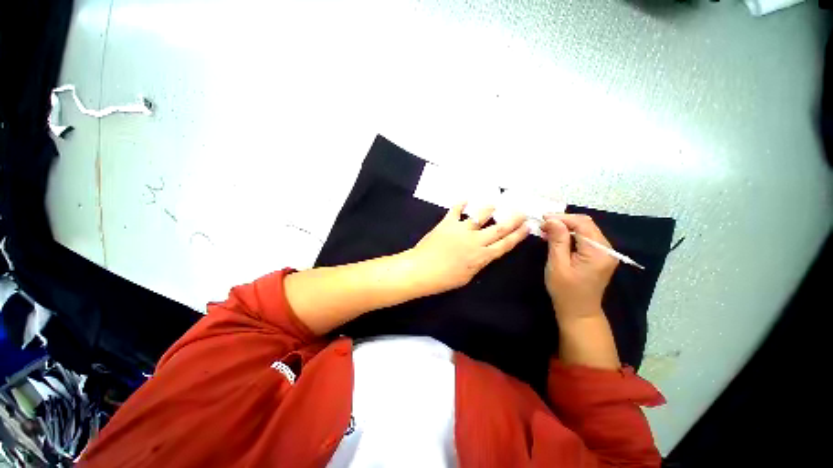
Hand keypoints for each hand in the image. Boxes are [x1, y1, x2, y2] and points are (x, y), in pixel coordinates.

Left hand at [408, 202, 529, 294]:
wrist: (422, 270)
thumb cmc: (444, 279)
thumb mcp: (467, 276)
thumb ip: (478, 263)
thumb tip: (483, 254)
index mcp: (482, 256)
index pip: (505, 244)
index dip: (517, 235)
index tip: (527, 227)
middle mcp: (475, 240)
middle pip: (498, 229)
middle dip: (512, 220)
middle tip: (521, 211)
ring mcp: (461, 230)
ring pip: (479, 216)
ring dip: (488, 209)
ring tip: (494, 203)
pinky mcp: (447, 223)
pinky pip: (456, 210)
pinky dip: (460, 204)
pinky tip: (465, 199)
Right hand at [541, 213, 617, 321]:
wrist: (578, 311)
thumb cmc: (565, 291)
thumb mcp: (557, 265)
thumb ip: (557, 240)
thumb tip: (552, 220)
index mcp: (598, 252)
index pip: (583, 224)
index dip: (562, 218)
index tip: (543, 219)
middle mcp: (607, 249)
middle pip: (586, 224)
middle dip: (563, 221)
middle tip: (543, 224)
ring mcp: (605, 252)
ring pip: (585, 229)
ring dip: (566, 227)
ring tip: (547, 230)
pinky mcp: (599, 256)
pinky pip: (585, 238)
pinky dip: (570, 235)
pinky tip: (556, 237)